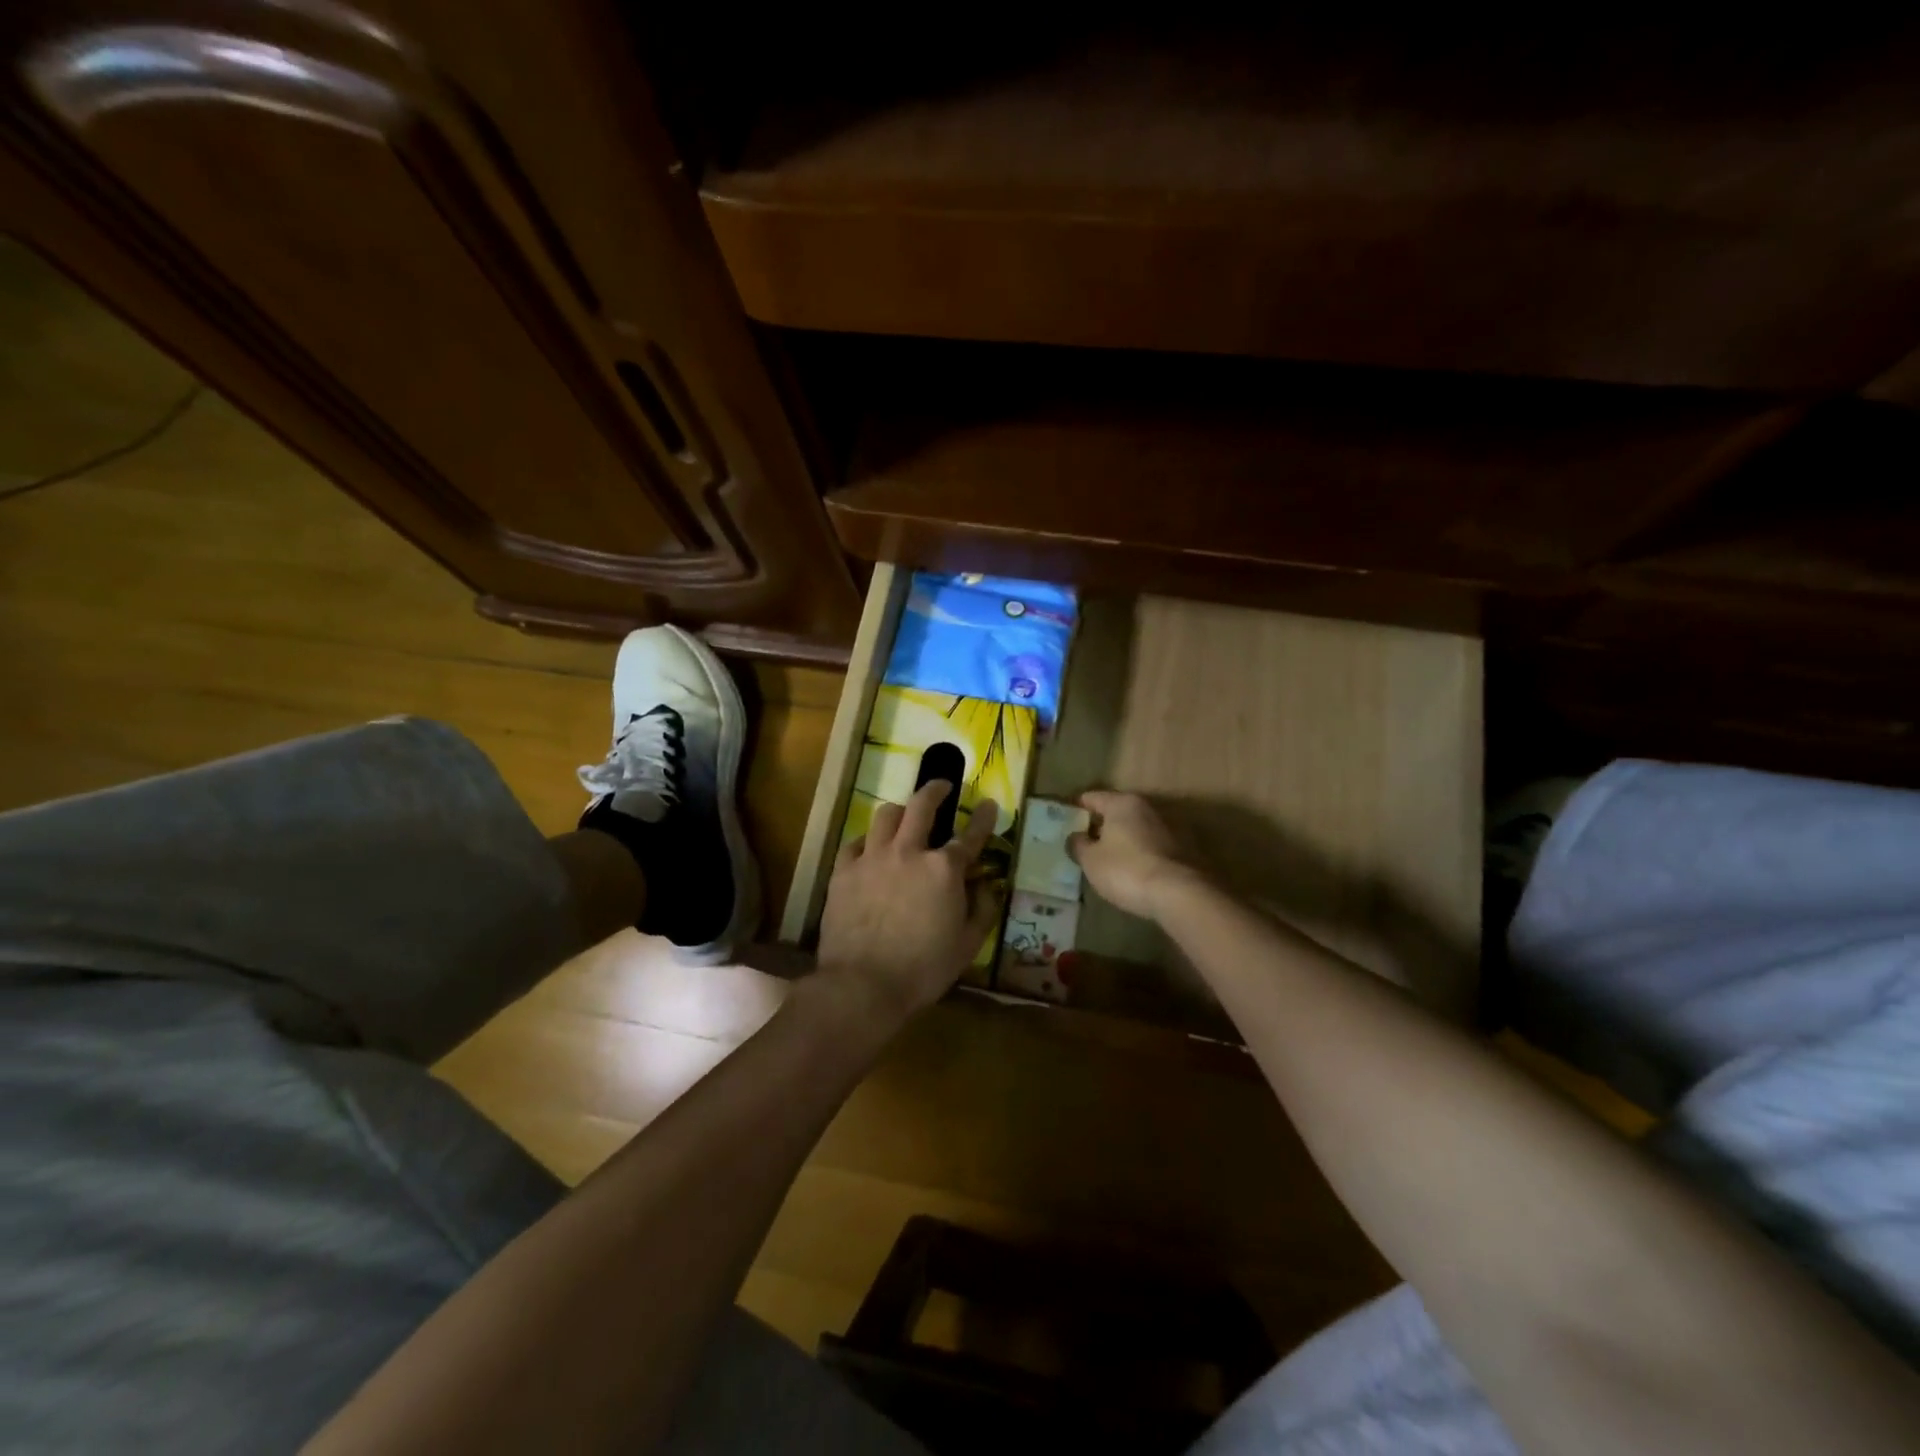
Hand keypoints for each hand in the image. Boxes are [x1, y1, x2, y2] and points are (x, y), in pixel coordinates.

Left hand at [815, 781, 1003, 1028]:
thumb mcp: (968, 945)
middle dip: (935, 789)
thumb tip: (987, 887)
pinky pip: (854, 842)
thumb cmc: (923, 969)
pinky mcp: (843, 871)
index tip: (987, 803)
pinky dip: (867, 841)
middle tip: (942, 785)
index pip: (970, 834)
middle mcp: (908, 852)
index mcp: (943, 869)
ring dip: (899, 811)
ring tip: (903, 816)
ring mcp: (872, 858)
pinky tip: (869, 849)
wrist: (862, 985)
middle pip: (922, 805)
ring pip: (885, 815)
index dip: (982, 817)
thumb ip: (982, 910)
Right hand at [1068, 790, 1202, 920]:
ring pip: (1134, 829)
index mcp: (1122, 803)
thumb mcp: (1091, 860)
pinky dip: (1138, 853)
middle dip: (1099, 825)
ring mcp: (1167, 827)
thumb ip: (1078, 844)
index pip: (1091, 797)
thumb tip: (1076, 836)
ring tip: (1106, 860)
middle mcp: (1146, 808)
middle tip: (1083, 843)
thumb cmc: (1126, 870)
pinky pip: (1149, 846)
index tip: (1064, 822)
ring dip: (1121, 840)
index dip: (1075, 808)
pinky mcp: (1181, 849)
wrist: (1179, 894)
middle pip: (1115, 811)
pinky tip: (1130, 871)